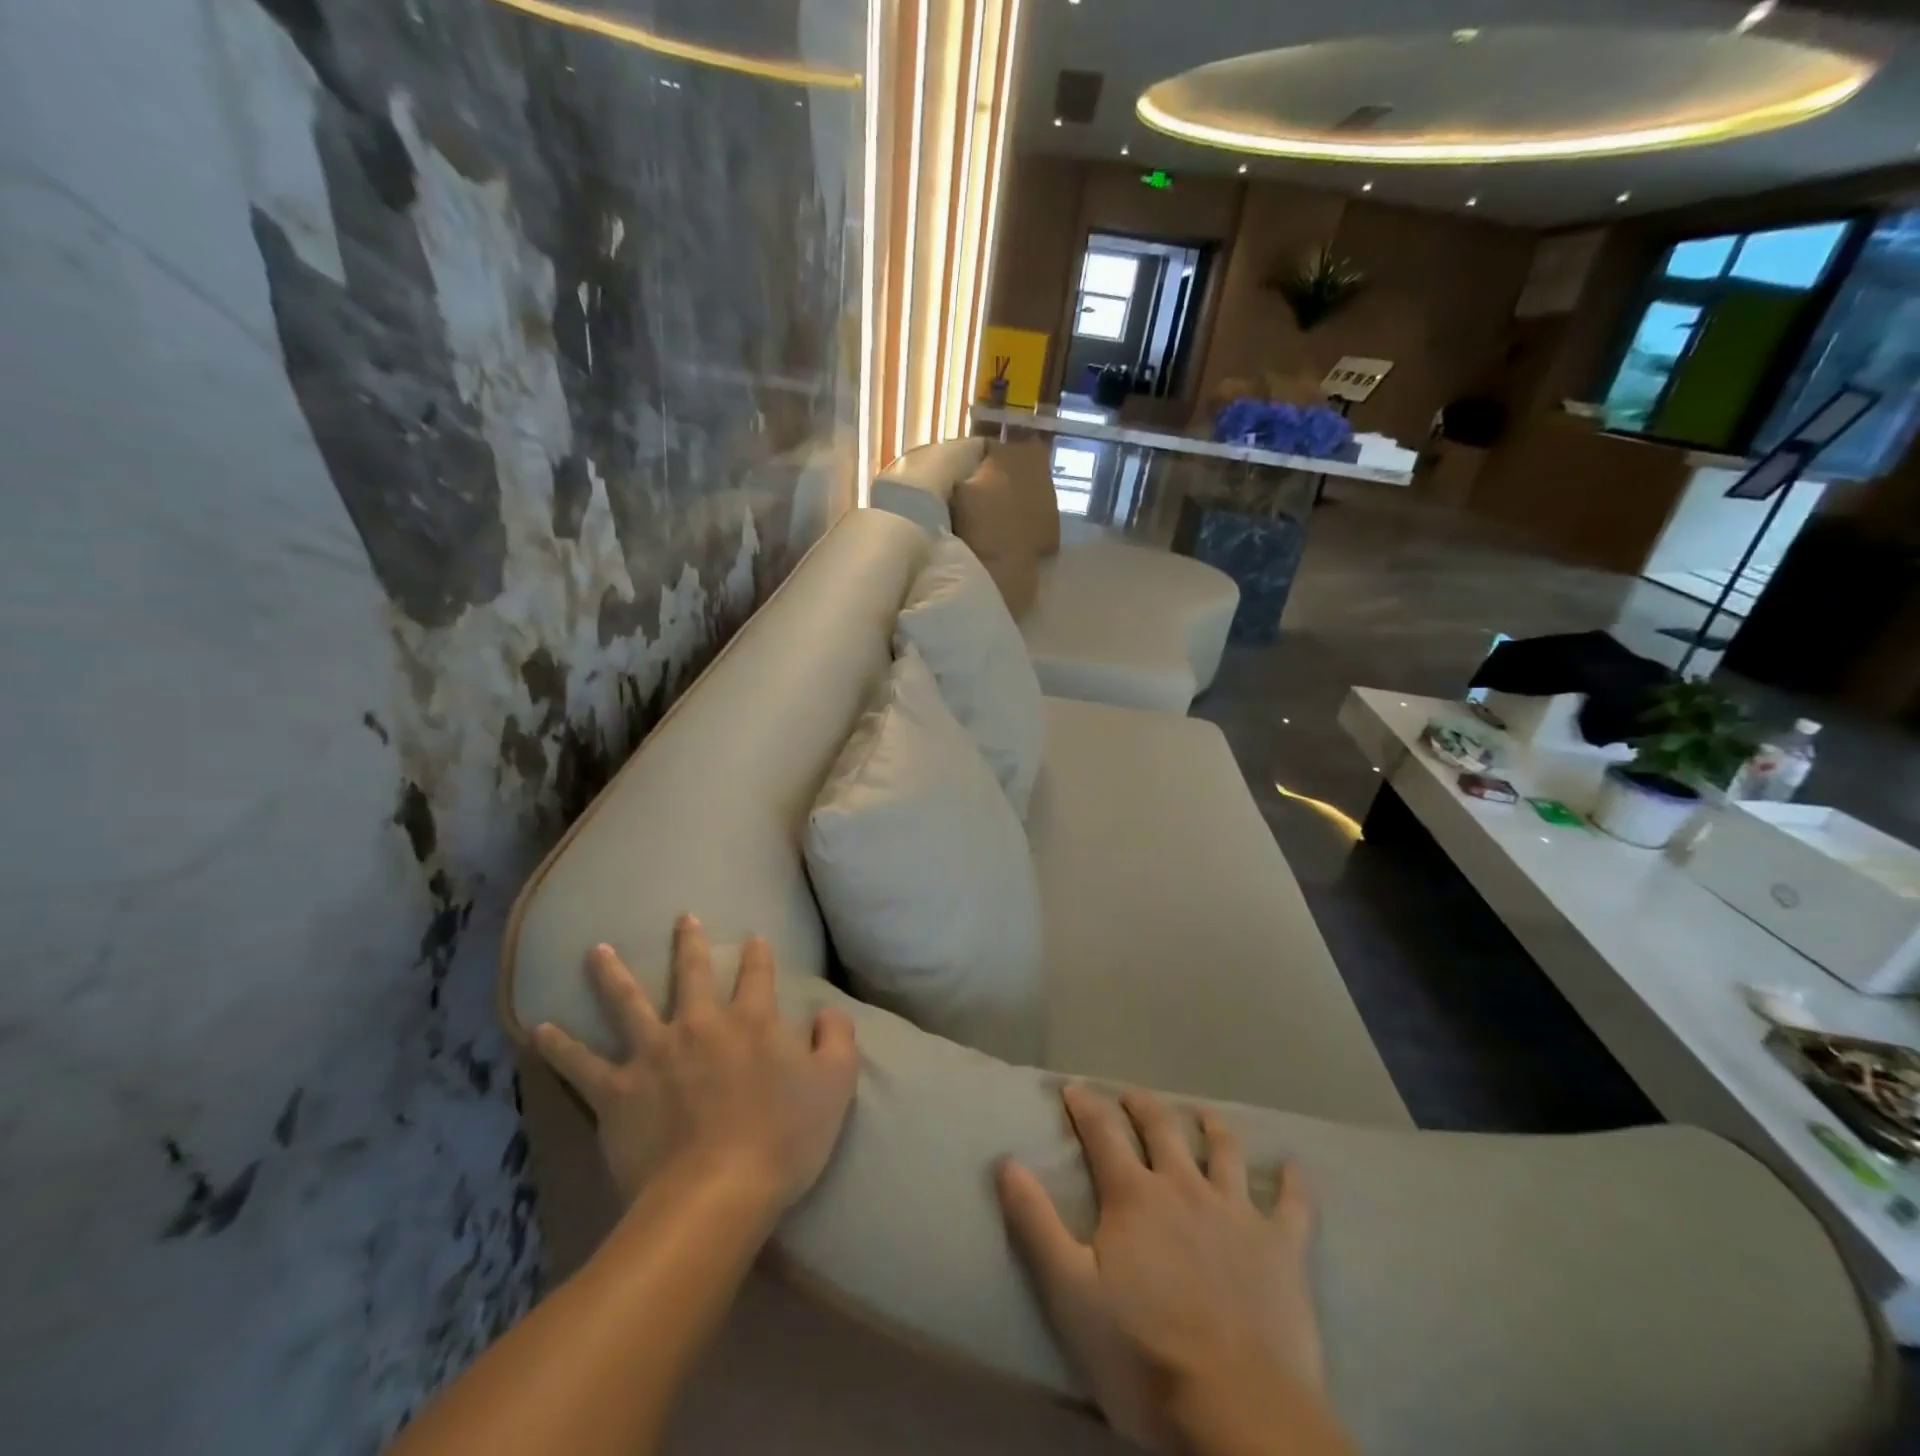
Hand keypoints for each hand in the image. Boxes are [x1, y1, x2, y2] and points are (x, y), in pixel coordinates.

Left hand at [535, 916, 857, 1214]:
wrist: (715, 1196)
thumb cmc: (783, 1140)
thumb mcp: (835, 1085)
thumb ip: (838, 1038)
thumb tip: (827, 1011)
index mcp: (753, 1021)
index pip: (758, 974)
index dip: (758, 954)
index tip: (755, 939)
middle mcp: (701, 1024)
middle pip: (693, 973)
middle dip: (690, 943)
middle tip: (683, 919)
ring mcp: (654, 1054)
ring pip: (628, 1002)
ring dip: (612, 974)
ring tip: (596, 950)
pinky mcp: (617, 1091)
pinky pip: (581, 1064)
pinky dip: (560, 1046)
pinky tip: (539, 1028)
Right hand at [996, 1086, 1345, 1455]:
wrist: (1240, 1415)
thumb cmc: (1144, 1357)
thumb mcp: (1070, 1293)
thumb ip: (1036, 1223)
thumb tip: (1006, 1161)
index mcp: (1135, 1197)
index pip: (1102, 1134)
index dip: (1085, 1106)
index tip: (1073, 1088)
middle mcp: (1185, 1188)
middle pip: (1162, 1130)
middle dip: (1143, 1106)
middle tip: (1132, 1094)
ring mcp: (1238, 1214)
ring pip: (1225, 1152)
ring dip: (1213, 1127)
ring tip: (1205, 1114)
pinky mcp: (1283, 1249)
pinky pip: (1295, 1204)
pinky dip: (1296, 1182)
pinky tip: (1298, 1166)